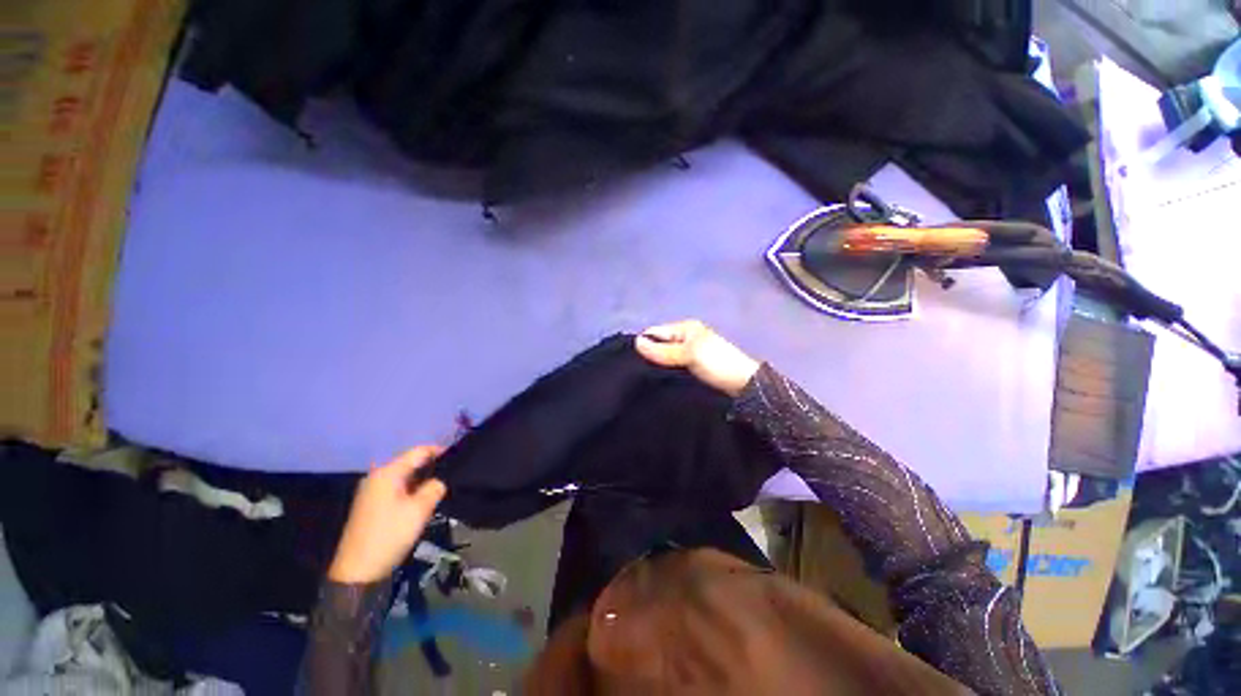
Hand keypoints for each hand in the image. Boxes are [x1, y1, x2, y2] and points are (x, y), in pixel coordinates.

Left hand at [328, 446, 446, 583]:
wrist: (358, 571)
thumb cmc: (390, 535)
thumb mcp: (420, 510)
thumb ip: (435, 487)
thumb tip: (440, 480)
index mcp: (388, 473)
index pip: (419, 451)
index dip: (440, 451)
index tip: (459, 457)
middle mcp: (377, 476)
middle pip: (410, 462)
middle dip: (431, 466)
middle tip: (452, 474)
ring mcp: (371, 490)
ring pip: (404, 476)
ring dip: (422, 479)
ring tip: (441, 486)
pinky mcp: (370, 504)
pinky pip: (396, 487)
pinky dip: (411, 489)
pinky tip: (422, 499)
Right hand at [635, 319, 760, 396]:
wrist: (744, 385)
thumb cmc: (717, 363)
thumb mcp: (689, 354)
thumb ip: (663, 350)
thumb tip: (636, 343)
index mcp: (685, 328)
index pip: (655, 332)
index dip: (643, 344)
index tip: (632, 361)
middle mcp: (685, 337)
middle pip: (659, 344)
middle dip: (649, 355)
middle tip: (636, 372)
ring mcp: (689, 352)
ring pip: (665, 357)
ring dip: (657, 366)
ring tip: (645, 379)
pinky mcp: (692, 367)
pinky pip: (673, 366)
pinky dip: (666, 372)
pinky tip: (658, 382)